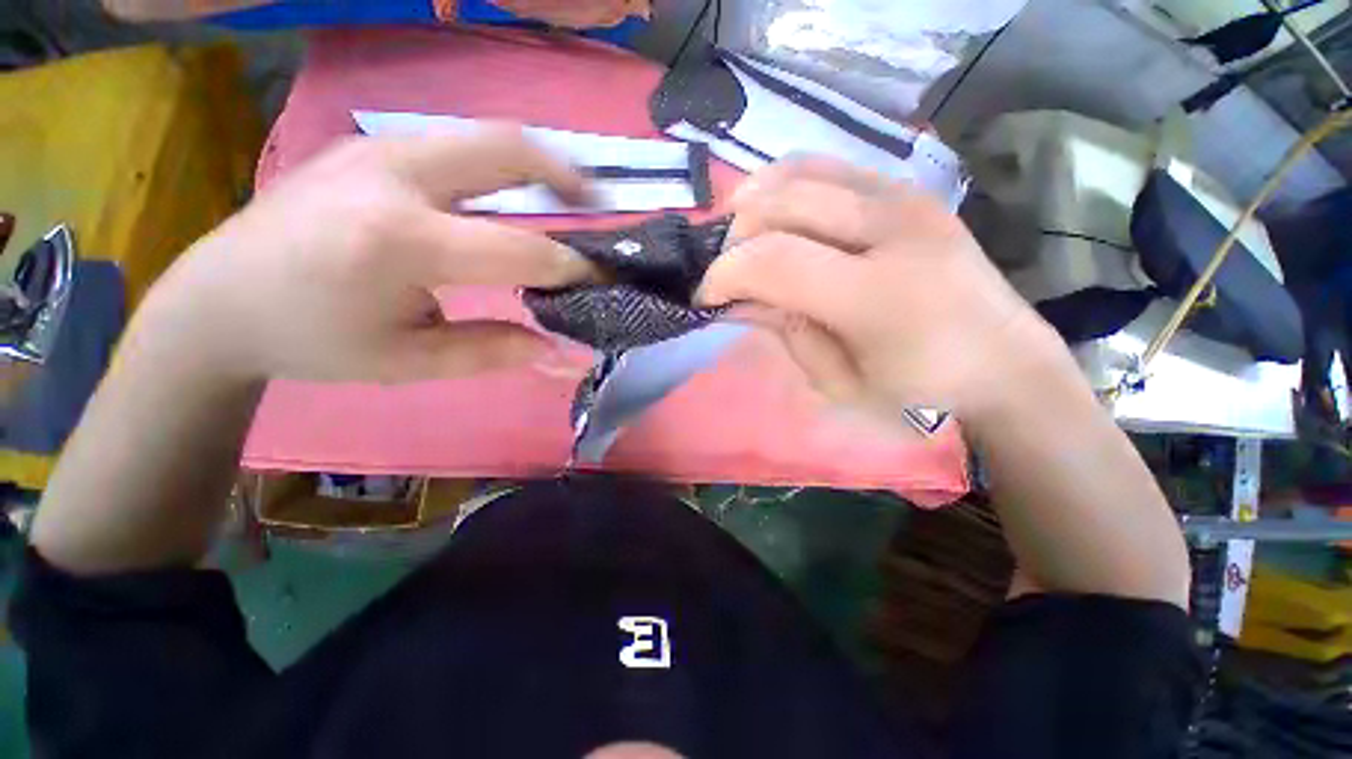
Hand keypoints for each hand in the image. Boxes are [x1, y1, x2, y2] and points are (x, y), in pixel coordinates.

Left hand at [126, 128, 593, 386]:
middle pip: (504, 148)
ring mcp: (376, 149)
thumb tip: (562, 351)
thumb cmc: (311, 340)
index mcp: (398, 241)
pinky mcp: (369, 146)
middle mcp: (392, 176)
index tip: (602, 279)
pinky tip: (505, 197)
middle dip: (563, 174)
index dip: (571, 267)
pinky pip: (454, 145)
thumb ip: (494, 351)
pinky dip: (496, 167)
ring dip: (534, 164)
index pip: (519, 249)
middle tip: (596, 204)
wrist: (218, 298)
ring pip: (481, 137)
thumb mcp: (408, 361)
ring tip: (565, 197)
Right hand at [697, 156, 1058, 422]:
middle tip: (727, 272)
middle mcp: (892, 230)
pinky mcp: (908, 188)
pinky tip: (776, 209)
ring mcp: (905, 197)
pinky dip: (787, 181)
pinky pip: (829, 165)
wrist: (1004, 360)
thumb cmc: (918, 388)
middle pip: (780, 204)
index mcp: (876, 295)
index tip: (706, 298)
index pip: (773, 261)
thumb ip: (786, 332)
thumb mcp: (838, 383)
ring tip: (741, 236)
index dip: (724, 275)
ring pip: (800, 172)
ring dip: (754, 202)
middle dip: (734, 238)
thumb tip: (742, 299)